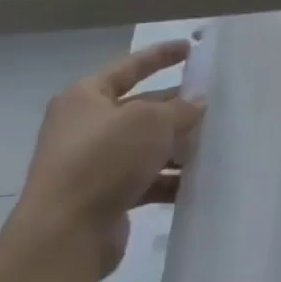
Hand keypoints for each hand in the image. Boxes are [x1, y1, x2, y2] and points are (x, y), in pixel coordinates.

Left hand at [12, 42, 204, 276]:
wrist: (65, 233)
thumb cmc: (103, 159)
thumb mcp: (150, 122)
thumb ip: (180, 108)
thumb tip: (197, 103)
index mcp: (85, 98)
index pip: (129, 67)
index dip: (160, 56)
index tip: (190, 48)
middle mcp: (86, 127)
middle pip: (141, 108)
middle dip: (177, 107)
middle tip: (215, 103)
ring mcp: (94, 163)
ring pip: (146, 146)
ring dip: (178, 146)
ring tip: (215, 144)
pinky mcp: (105, 195)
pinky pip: (146, 179)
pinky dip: (169, 179)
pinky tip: (197, 181)